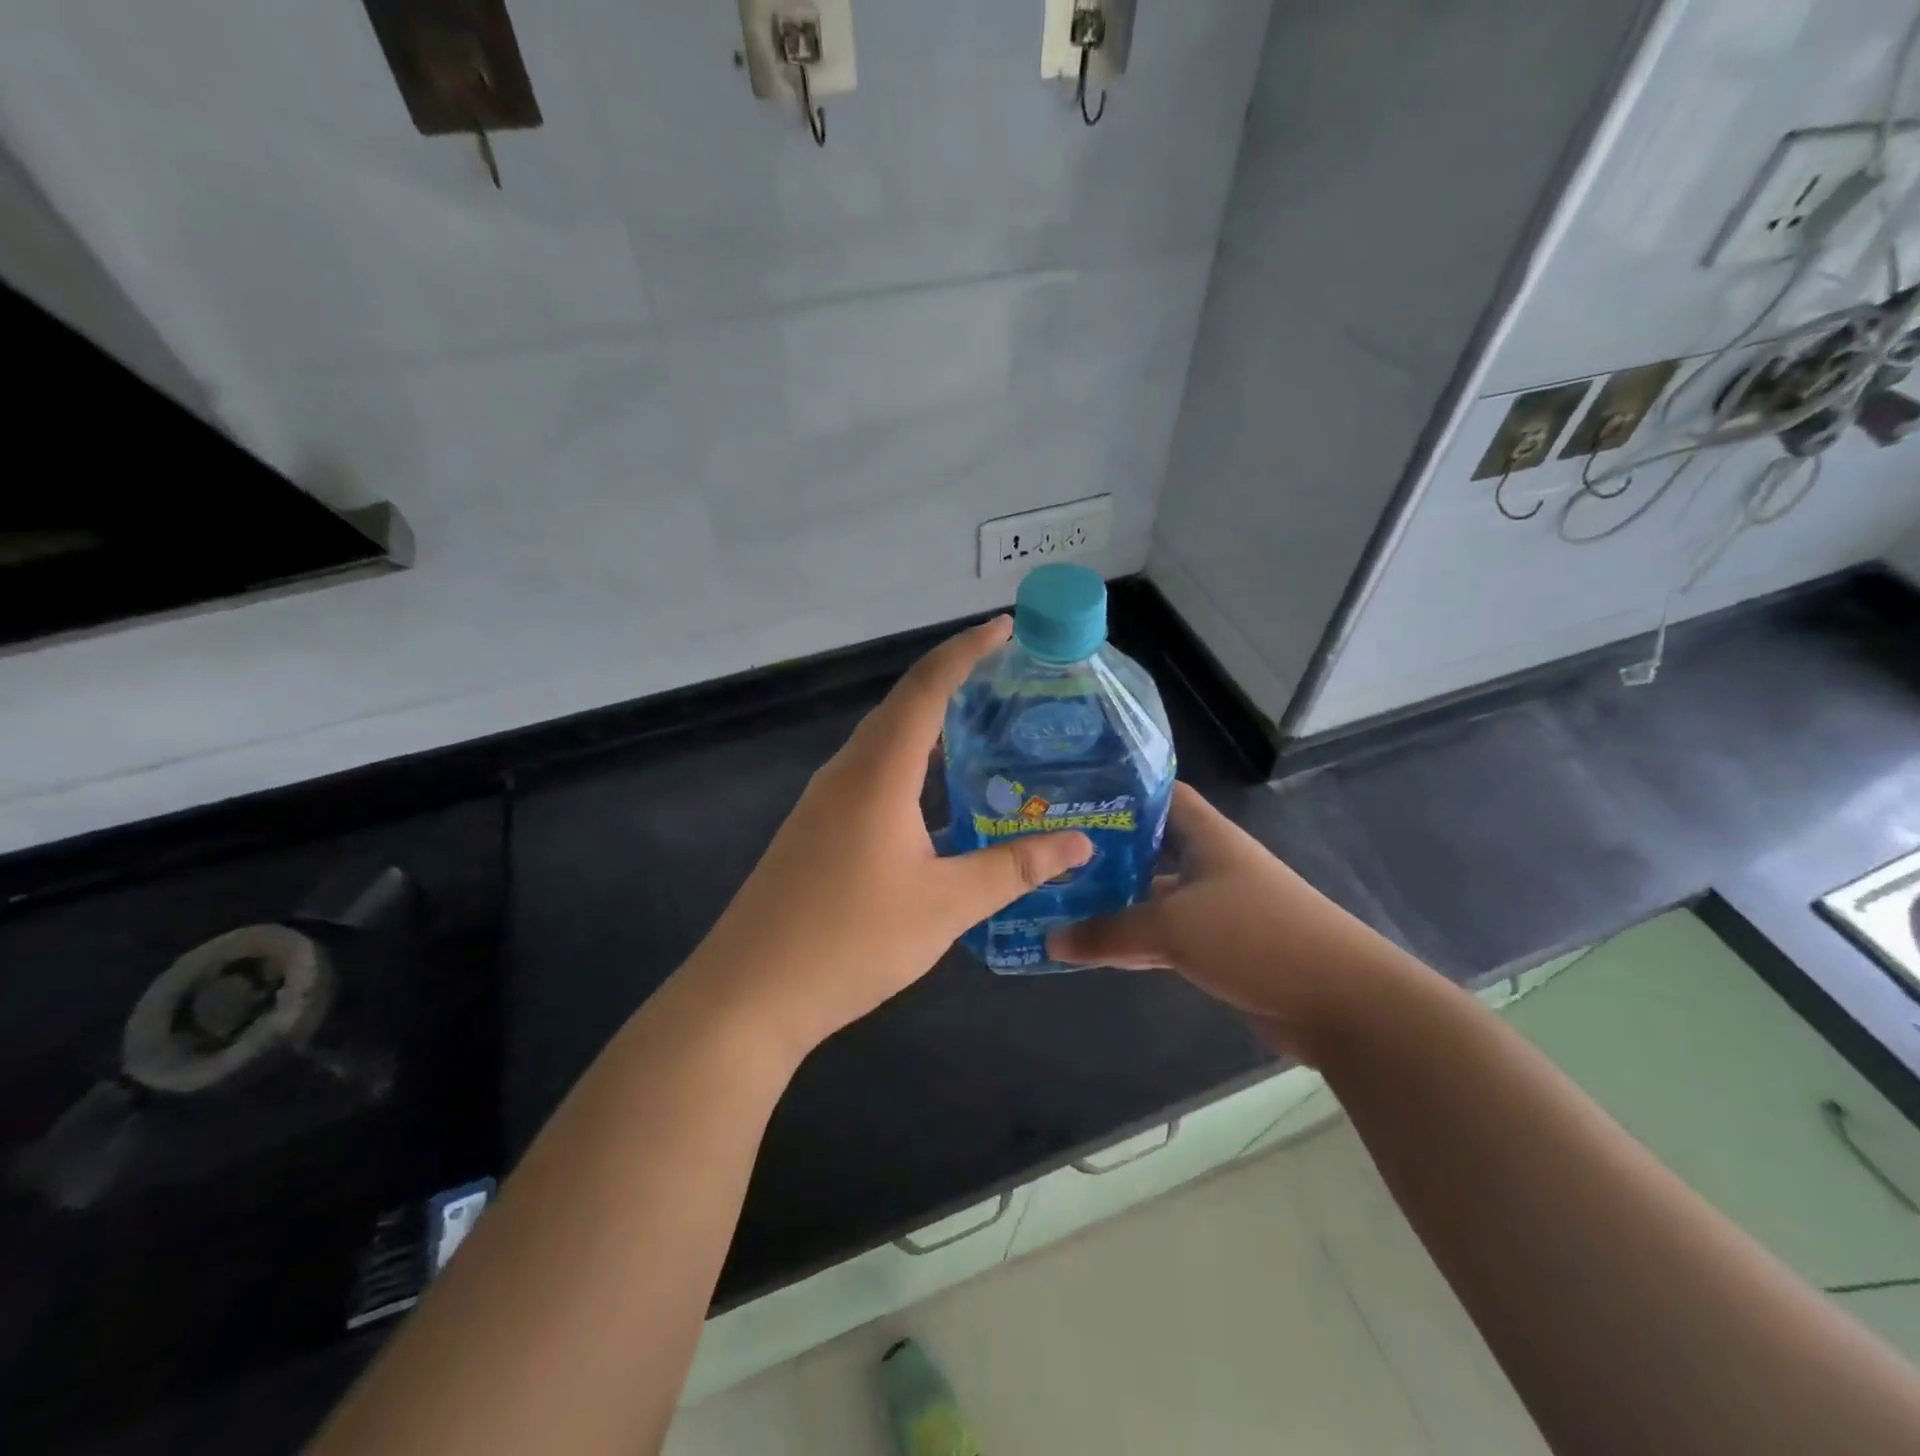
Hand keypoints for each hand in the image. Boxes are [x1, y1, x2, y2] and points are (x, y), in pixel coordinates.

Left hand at [679, 617, 1093, 1062]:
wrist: (749, 994)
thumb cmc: (852, 940)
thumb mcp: (946, 904)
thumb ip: (1014, 868)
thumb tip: (1078, 843)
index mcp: (878, 772)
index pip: (927, 688)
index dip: (967, 651)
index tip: (1005, 626)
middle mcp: (847, 772)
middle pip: (903, 705)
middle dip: (954, 680)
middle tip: (1007, 677)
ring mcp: (824, 801)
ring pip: (884, 742)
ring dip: (930, 725)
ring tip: (981, 728)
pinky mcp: (815, 830)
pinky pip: (870, 775)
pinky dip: (910, 765)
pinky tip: (936, 797)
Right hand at [1048, 782, 1402, 1061]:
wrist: (1340, 1001)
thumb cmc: (1254, 936)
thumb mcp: (1172, 927)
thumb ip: (1110, 931)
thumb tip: (1051, 939)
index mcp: (1207, 837)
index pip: (1161, 795)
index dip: (1121, 791)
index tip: (1073, 797)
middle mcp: (1212, 864)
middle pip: (1151, 847)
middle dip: (1106, 852)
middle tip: (1051, 855)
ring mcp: (1218, 908)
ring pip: (1155, 896)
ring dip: (1117, 902)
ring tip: (1060, 900)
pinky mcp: (1222, 948)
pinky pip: (1166, 936)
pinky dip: (1135, 942)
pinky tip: (1096, 950)